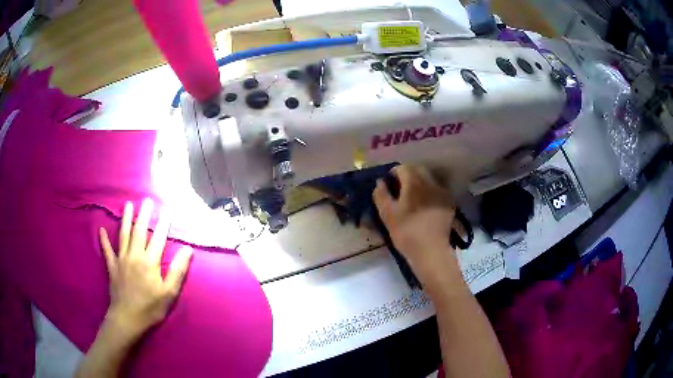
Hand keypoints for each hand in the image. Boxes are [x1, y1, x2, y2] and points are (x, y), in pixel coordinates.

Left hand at [99, 199, 192, 337]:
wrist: (128, 318)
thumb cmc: (151, 307)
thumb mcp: (169, 293)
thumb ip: (178, 270)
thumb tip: (187, 250)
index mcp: (150, 262)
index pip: (158, 238)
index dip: (163, 224)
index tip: (167, 210)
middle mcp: (134, 255)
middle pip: (139, 231)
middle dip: (144, 215)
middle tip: (147, 200)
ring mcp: (121, 259)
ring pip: (123, 235)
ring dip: (126, 219)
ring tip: (128, 205)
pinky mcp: (112, 266)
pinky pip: (107, 250)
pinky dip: (104, 240)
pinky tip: (101, 230)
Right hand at [373, 165, 460, 288]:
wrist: (431, 251)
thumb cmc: (406, 232)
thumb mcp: (386, 214)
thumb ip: (381, 194)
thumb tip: (380, 182)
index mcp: (414, 182)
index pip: (402, 168)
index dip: (393, 174)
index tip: (388, 184)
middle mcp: (431, 182)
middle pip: (418, 170)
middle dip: (407, 175)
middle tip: (399, 190)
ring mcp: (442, 192)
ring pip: (429, 179)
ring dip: (420, 183)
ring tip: (413, 198)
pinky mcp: (449, 203)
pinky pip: (438, 190)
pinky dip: (430, 192)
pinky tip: (426, 206)